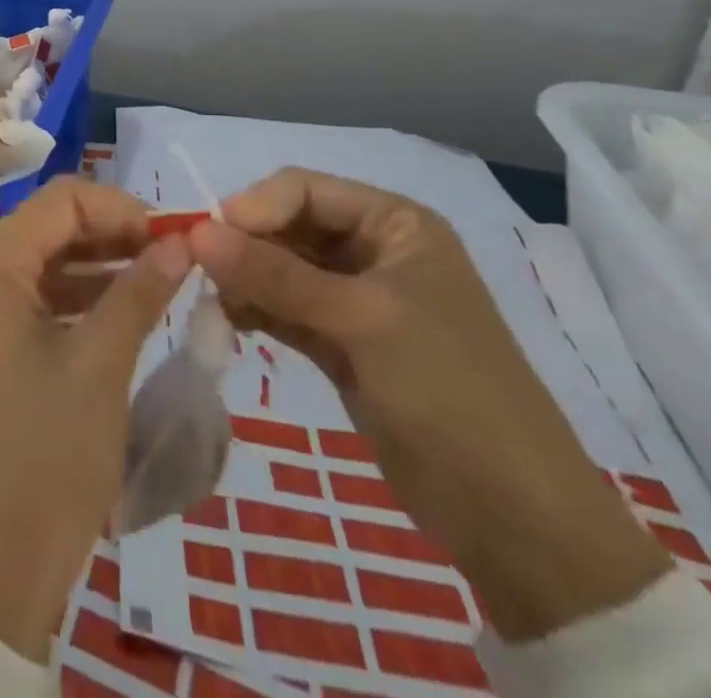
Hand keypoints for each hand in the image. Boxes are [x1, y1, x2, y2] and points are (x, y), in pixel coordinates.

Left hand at [0, 177, 190, 659]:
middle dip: (109, 235)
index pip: (60, 200)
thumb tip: (180, 242)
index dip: (119, 208)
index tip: (171, 236)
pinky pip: (24, 305)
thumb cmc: (46, 456)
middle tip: (168, 258)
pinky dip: (69, 302)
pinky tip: (112, 318)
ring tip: (151, 284)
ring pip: (36, 267)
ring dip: (92, 268)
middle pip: (45, 229)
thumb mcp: (102, 366)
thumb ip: (139, 292)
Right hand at [189, 168, 670, 641]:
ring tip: (214, 302)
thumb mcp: (360, 321)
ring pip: (280, 268)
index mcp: (395, 225)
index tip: (206, 238)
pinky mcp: (341, 342)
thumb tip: (196, 233)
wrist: (513, 520)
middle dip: (244, 245)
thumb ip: (275, 274)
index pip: (304, 190)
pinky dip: (255, 309)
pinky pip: (284, 308)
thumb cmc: (448, 392)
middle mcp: (373, 251)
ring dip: (244, 278)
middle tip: (198, 272)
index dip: (253, 206)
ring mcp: (356, 299)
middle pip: (288, 226)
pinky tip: (228, 321)